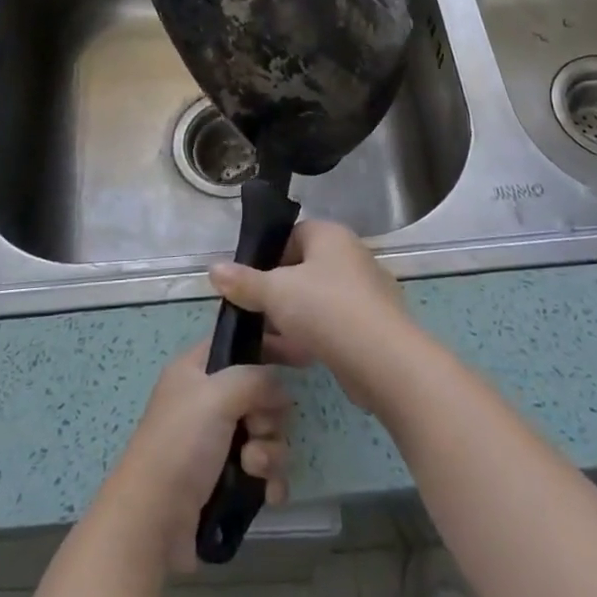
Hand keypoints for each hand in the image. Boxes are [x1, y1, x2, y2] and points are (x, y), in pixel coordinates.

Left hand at [101, 345, 291, 573]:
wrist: (153, 522)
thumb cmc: (181, 445)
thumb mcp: (216, 396)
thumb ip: (254, 379)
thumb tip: (279, 388)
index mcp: (196, 370)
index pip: (238, 343)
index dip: (268, 346)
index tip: (299, 360)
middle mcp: (207, 401)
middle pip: (259, 393)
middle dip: (268, 415)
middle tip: (255, 429)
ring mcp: (217, 442)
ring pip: (266, 433)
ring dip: (268, 452)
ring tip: (251, 468)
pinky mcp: (226, 480)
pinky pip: (264, 470)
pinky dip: (270, 480)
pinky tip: (270, 495)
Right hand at [210, 220, 419, 412]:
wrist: (383, 361)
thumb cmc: (325, 310)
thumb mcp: (275, 292)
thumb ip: (244, 281)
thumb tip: (213, 269)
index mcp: (330, 235)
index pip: (292, 235)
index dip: (267, 256)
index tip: (247, 282)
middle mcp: (351, 256)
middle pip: (303, 269)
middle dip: (277, 293)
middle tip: (252, 314)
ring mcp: (364, 292)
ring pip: (316, 300)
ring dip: (292, 319)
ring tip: (266, 341)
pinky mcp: (371, 326)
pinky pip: (333, 325)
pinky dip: (313, 337)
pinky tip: (294, 358)